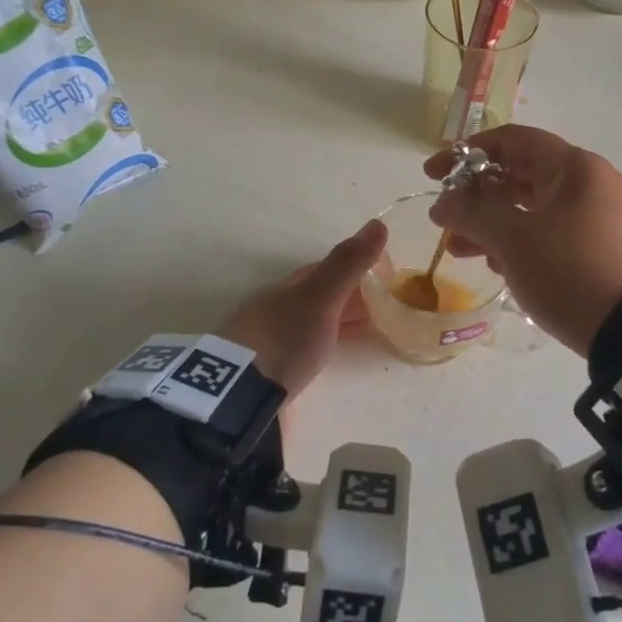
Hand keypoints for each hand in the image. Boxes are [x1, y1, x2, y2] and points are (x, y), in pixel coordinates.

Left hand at [214, 219, 386, 399]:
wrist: (237, 399)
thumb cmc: (282, 340)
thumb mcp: (320, 299)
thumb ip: (347, 264)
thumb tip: (378, 222)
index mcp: (286, 288)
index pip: (323, 270)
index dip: (354, 269)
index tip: (383, 276)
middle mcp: (274, 310)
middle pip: (317, 298)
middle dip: (348, 298)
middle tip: (384, 307)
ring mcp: (267, 343)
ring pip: (309, 324)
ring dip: (336, 324)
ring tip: (368, 332)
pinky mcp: (267, 374)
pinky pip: (302, 351)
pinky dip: (323, 348)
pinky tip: (330, 357)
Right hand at [424, 126, 621, 355]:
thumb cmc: (573, 270)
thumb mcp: (514, 240)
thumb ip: (472, 213)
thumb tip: (444, 202)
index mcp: (575, 167)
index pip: (513, 141)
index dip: (467, 153)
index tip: (434, 175)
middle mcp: (594, 185)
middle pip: (524, 177)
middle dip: (479, 198)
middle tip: (447, 224)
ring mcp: (607, 219)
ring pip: (538, 211)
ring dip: (497, 225)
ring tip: (466, 253)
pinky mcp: (613, 252)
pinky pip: (558, 236)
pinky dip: (526, 244)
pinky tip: (505, 269)